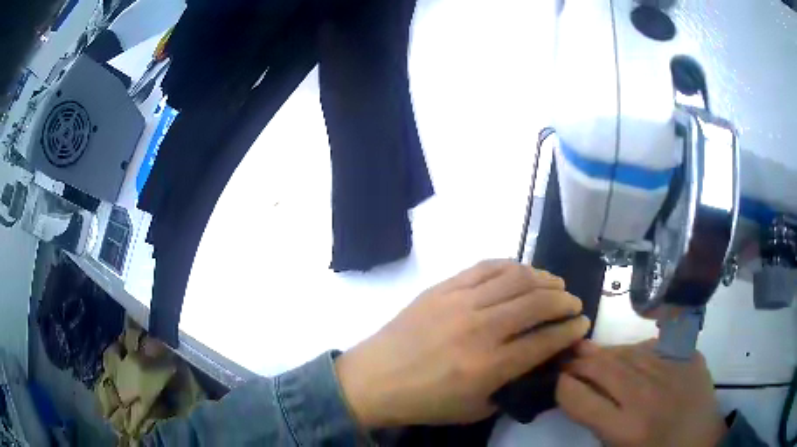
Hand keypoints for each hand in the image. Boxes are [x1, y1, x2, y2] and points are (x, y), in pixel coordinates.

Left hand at [336, 260, 589, 427]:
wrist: (375, 379)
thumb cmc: (426, 402)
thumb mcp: (475, 409)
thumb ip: (512, 385)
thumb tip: (538, 360)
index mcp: (489, 366)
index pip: (544, 340)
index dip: (570, 331)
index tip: (582, 325)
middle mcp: (480, 329)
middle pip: (537, 303)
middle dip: (564, 301)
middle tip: (573, 304)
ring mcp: (459, 302)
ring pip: (515, 278)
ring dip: (543, 279)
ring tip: (555, 284)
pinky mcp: (442, 288)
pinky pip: (484, 267)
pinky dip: (510, 266)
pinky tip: (521, 272)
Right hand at [556, 341, 726, 446]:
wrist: (701, 442)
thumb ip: (598, 423)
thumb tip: (581, 393)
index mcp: (625, 429)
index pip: (579, 399)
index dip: (562, 387)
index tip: (558, 382)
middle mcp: (646, 396)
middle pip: (602, 368)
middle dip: (578, 362)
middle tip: (568, 359)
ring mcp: (671, 370)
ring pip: (627, 351)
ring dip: (605, 352)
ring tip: (591, 351)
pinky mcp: (688, 356)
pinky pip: (655, 344)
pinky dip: (637, 349)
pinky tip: (631, 353)